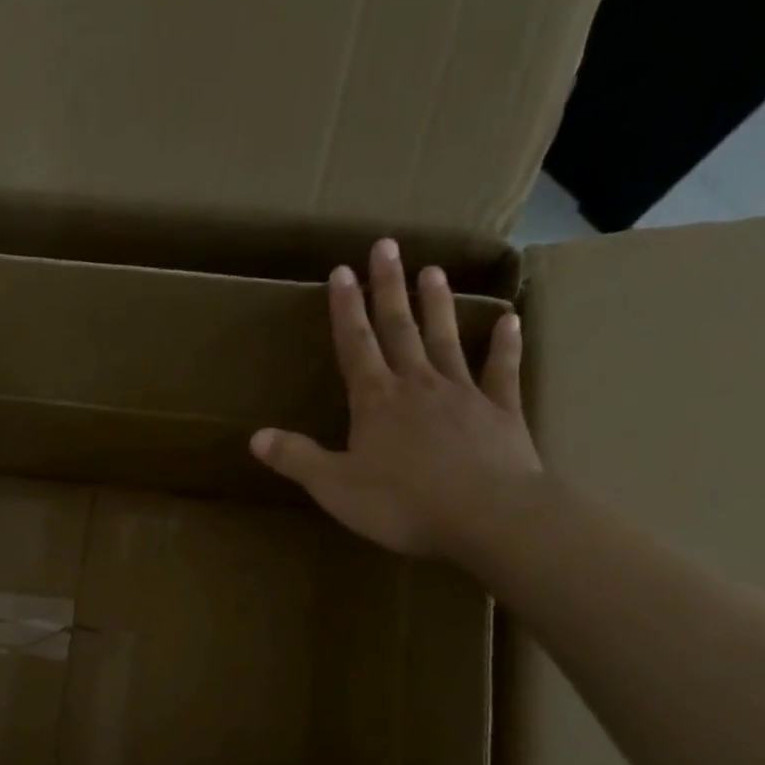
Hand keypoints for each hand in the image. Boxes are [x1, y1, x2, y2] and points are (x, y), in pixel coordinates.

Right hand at [249, 237, 541, 557]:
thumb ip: (296, 458)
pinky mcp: (501, 414)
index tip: (342, 271)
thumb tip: (256, 437)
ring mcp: (464, 395)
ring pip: (446, 340)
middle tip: (387, 247)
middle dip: (389, 288)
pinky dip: (505, 346)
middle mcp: (418, 385)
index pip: (355, 344)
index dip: (346, 309)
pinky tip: (509, 322)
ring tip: (433, 270)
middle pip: (400, 329)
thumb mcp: (334, 486)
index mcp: (375, 400)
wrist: (490, 517)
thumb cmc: (403, 503)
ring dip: (437, 306)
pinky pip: (502, 372)